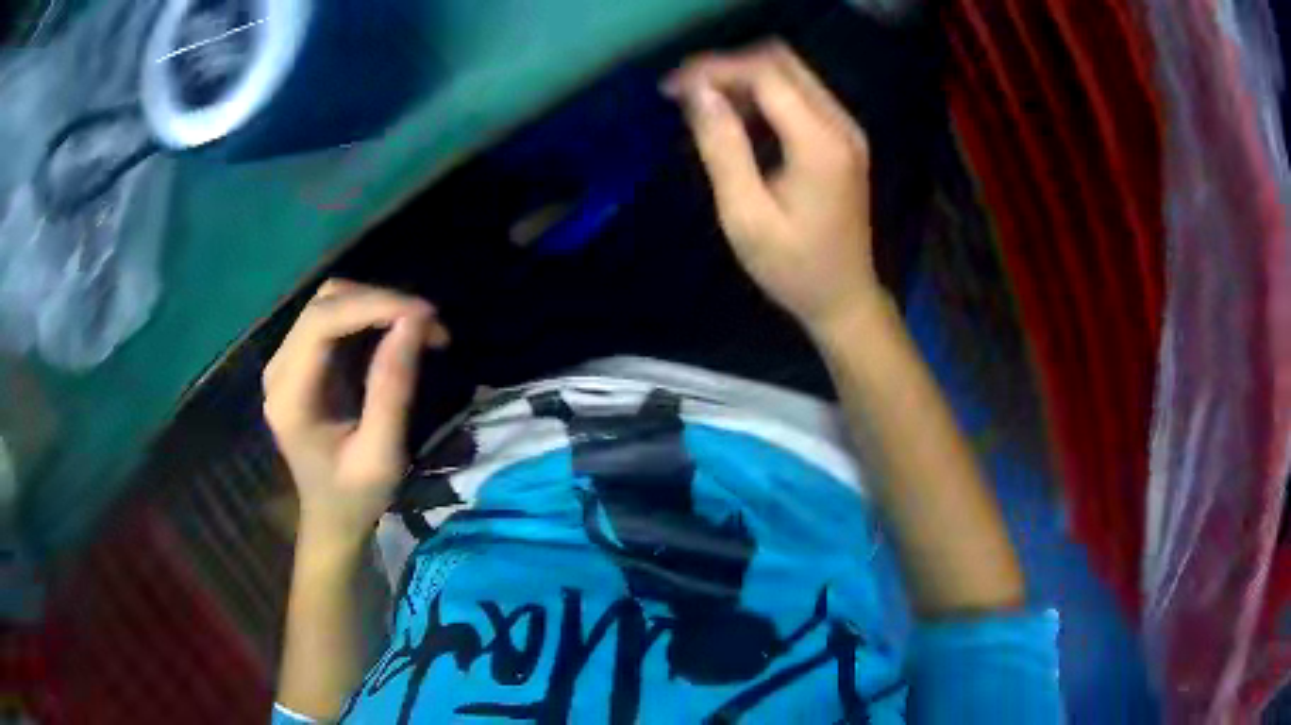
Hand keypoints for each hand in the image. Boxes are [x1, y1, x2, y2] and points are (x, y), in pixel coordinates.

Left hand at [263, 279, 449, 541]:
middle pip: (325, 303)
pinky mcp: (302, 361)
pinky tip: (399, 334)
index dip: (373, 304)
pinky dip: (371, 317)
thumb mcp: (381, 454)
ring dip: (377, 305)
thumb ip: (392, 388)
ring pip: (331, 302)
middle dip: (380, 302)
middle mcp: (280, 369)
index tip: (425, 314)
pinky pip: (335, 318)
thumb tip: (414, 321)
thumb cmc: (355, 496)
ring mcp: (288, 362)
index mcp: (290, 396)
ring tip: (420, 329)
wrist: (331, 518)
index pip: (321, 322)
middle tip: (430, 325)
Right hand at [666, 42, 883, 333]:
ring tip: (701, 105)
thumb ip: (722, 149)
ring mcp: (846, 129)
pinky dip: (762, 96)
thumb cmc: (793, 268)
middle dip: (728, 68)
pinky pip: (799, 95)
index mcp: (820, 144)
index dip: (715, 71)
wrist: (845, 297)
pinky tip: (735, 118)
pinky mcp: (842, 138)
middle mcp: (841, 125)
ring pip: (790, 74)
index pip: (766, 75)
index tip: (672, 88)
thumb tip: (697, 93)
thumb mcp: (745, 216)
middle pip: (782, 62)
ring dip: (743, 80)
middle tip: (684, 92)